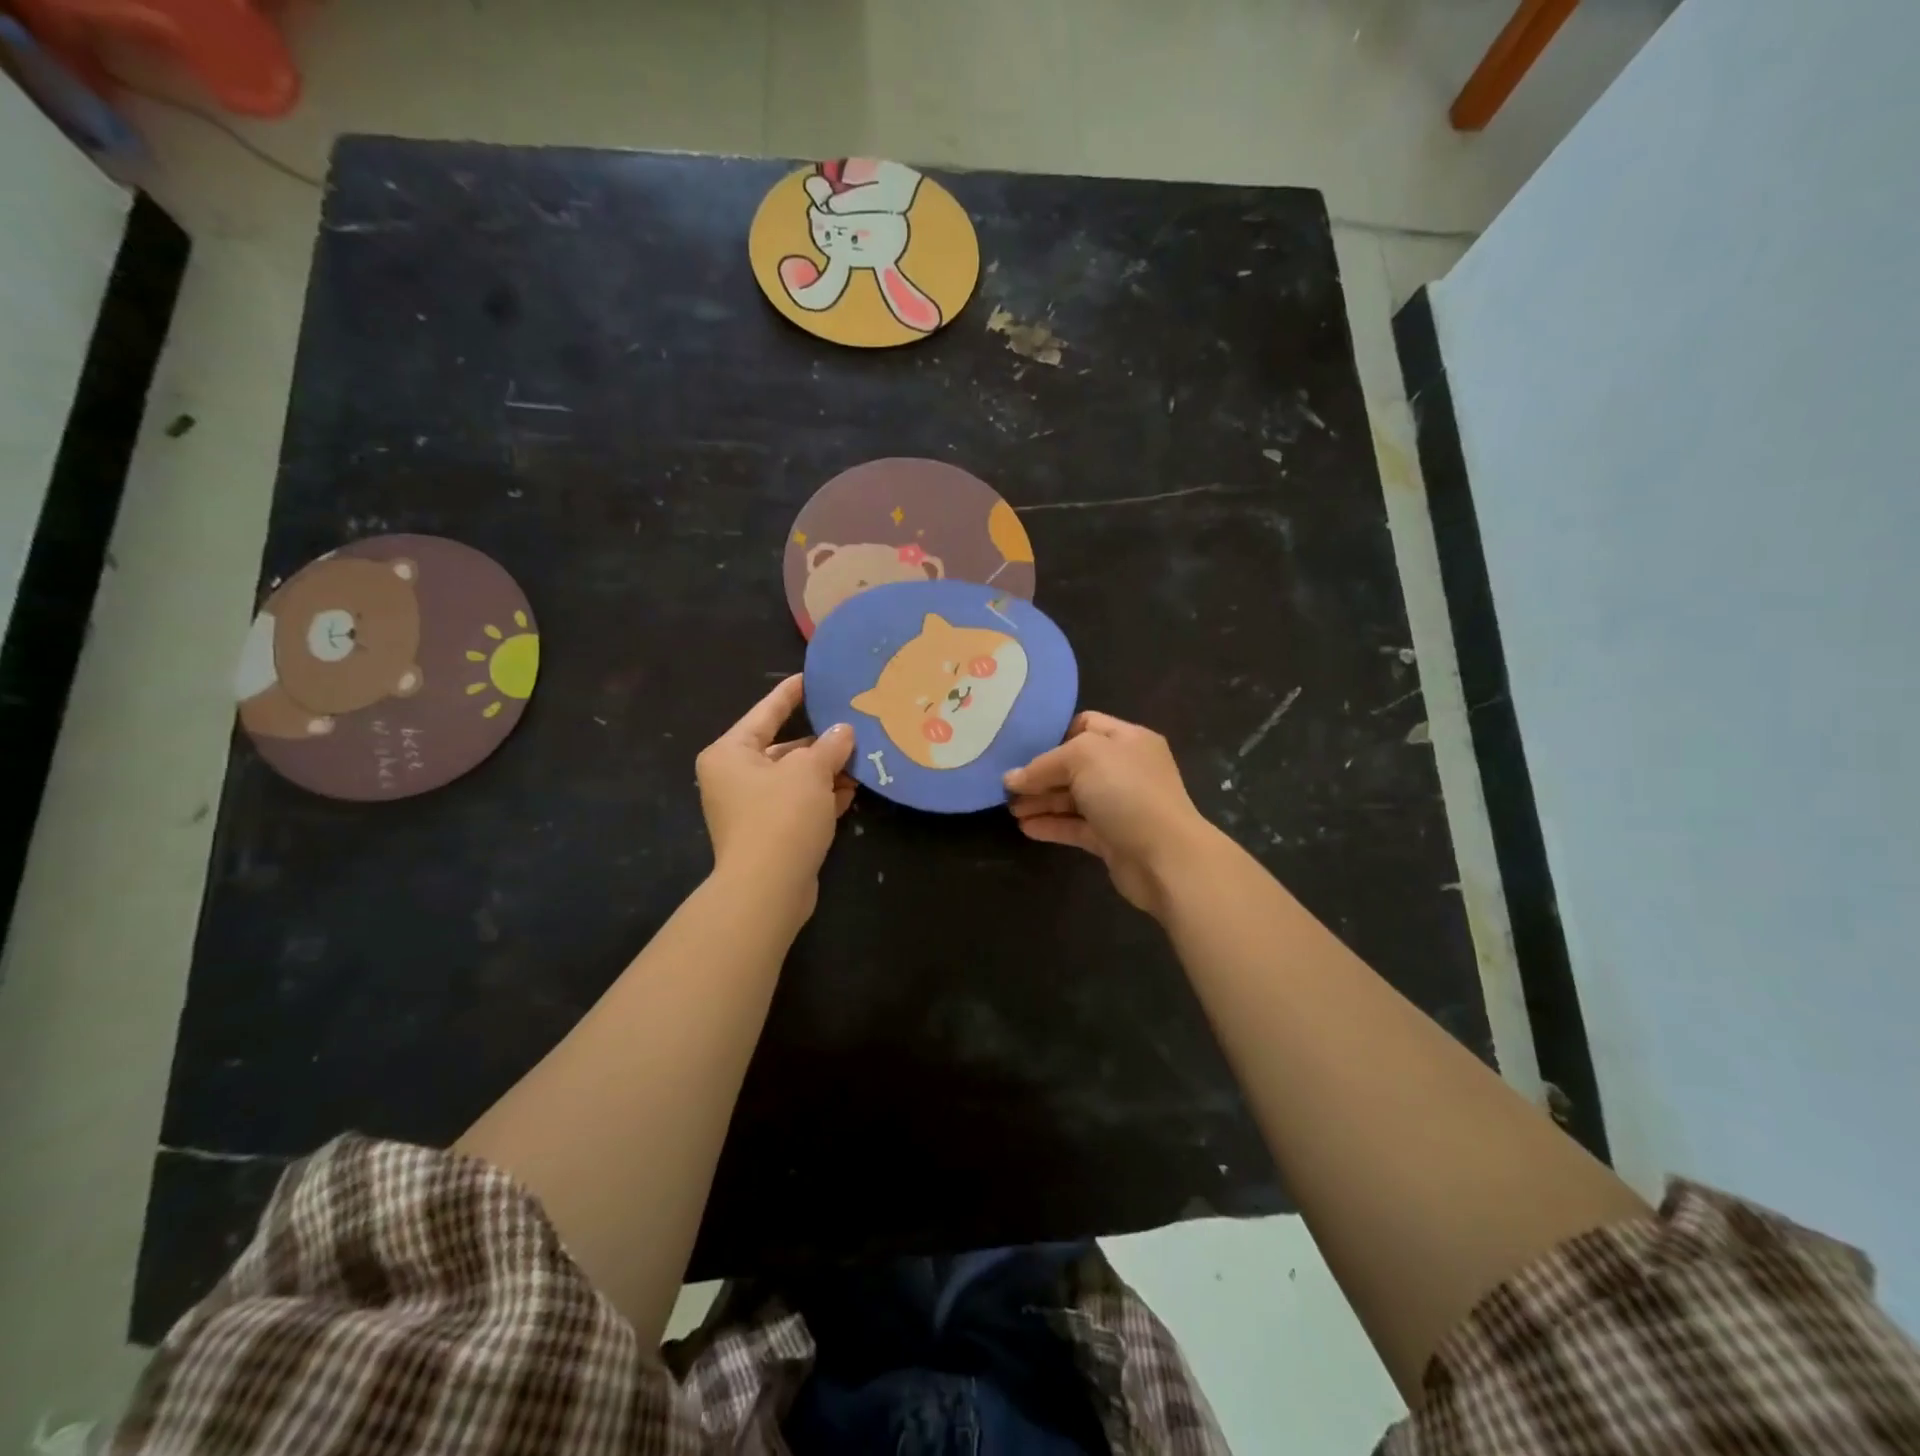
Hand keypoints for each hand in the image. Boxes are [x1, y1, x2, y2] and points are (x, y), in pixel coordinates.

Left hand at [696, 675, 855, 912]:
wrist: (767, 889)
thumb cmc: (781, 816)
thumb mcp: (810, 772)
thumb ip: (829, 746)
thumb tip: (843, 732)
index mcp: (730, 753)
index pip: (765, 712)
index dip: (790, 694)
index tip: (811, 678)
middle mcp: (734, 778)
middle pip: (783, 748)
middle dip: (820, 742)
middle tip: (853, 726)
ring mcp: (750, 808)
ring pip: (794, 779)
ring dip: (826, 771)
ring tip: (862, 759)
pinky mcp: (769, 833)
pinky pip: (798, 804)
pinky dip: (822, 797)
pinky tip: (852, 791)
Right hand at [1004, 711, 1217, 917]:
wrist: (1165, 857)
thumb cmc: (1127, 793)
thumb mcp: (1083, 758)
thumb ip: (1044, 765)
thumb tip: (1012, 779)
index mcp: (1128, 740)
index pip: (1086, 725)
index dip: (1055, 734)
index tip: (1023, 748)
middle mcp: (1126, 769)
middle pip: (1075, 764)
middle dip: (1041, 774)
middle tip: (1007, 785)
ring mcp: (1120, 805)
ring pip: (1073, 798)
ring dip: (1041, 801)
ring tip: (1010, 809)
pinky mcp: (1112, 838)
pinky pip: (1075, 826)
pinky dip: (1051, 825)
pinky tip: (1026, 828)